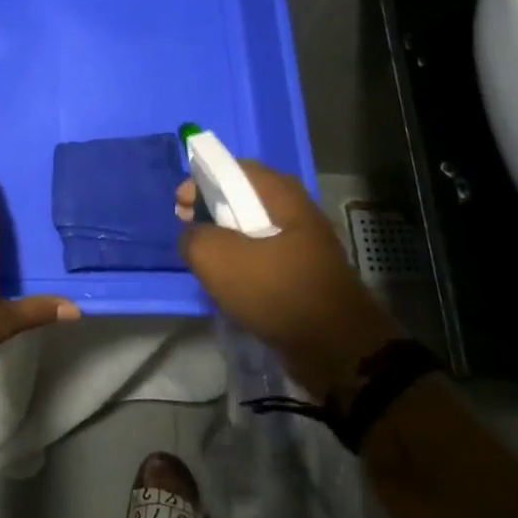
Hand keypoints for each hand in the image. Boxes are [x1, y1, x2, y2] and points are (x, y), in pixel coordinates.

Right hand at [176, 162, 405, 401]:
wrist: (337, 348)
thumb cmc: (277, 290)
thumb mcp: (218, 259)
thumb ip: (194, 238)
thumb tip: (194, 236)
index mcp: (282, 194)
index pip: (234, 169)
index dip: (202, 181)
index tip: (180, 206)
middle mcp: (297, 211)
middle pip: (244, 198)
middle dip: (211, 211)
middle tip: (189, 231)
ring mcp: (304, 244)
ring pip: (254, 230)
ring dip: (226, 240)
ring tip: (205, 261)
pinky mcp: (305, 274)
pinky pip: (265, 258)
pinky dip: (244, 264)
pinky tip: (229, 285)